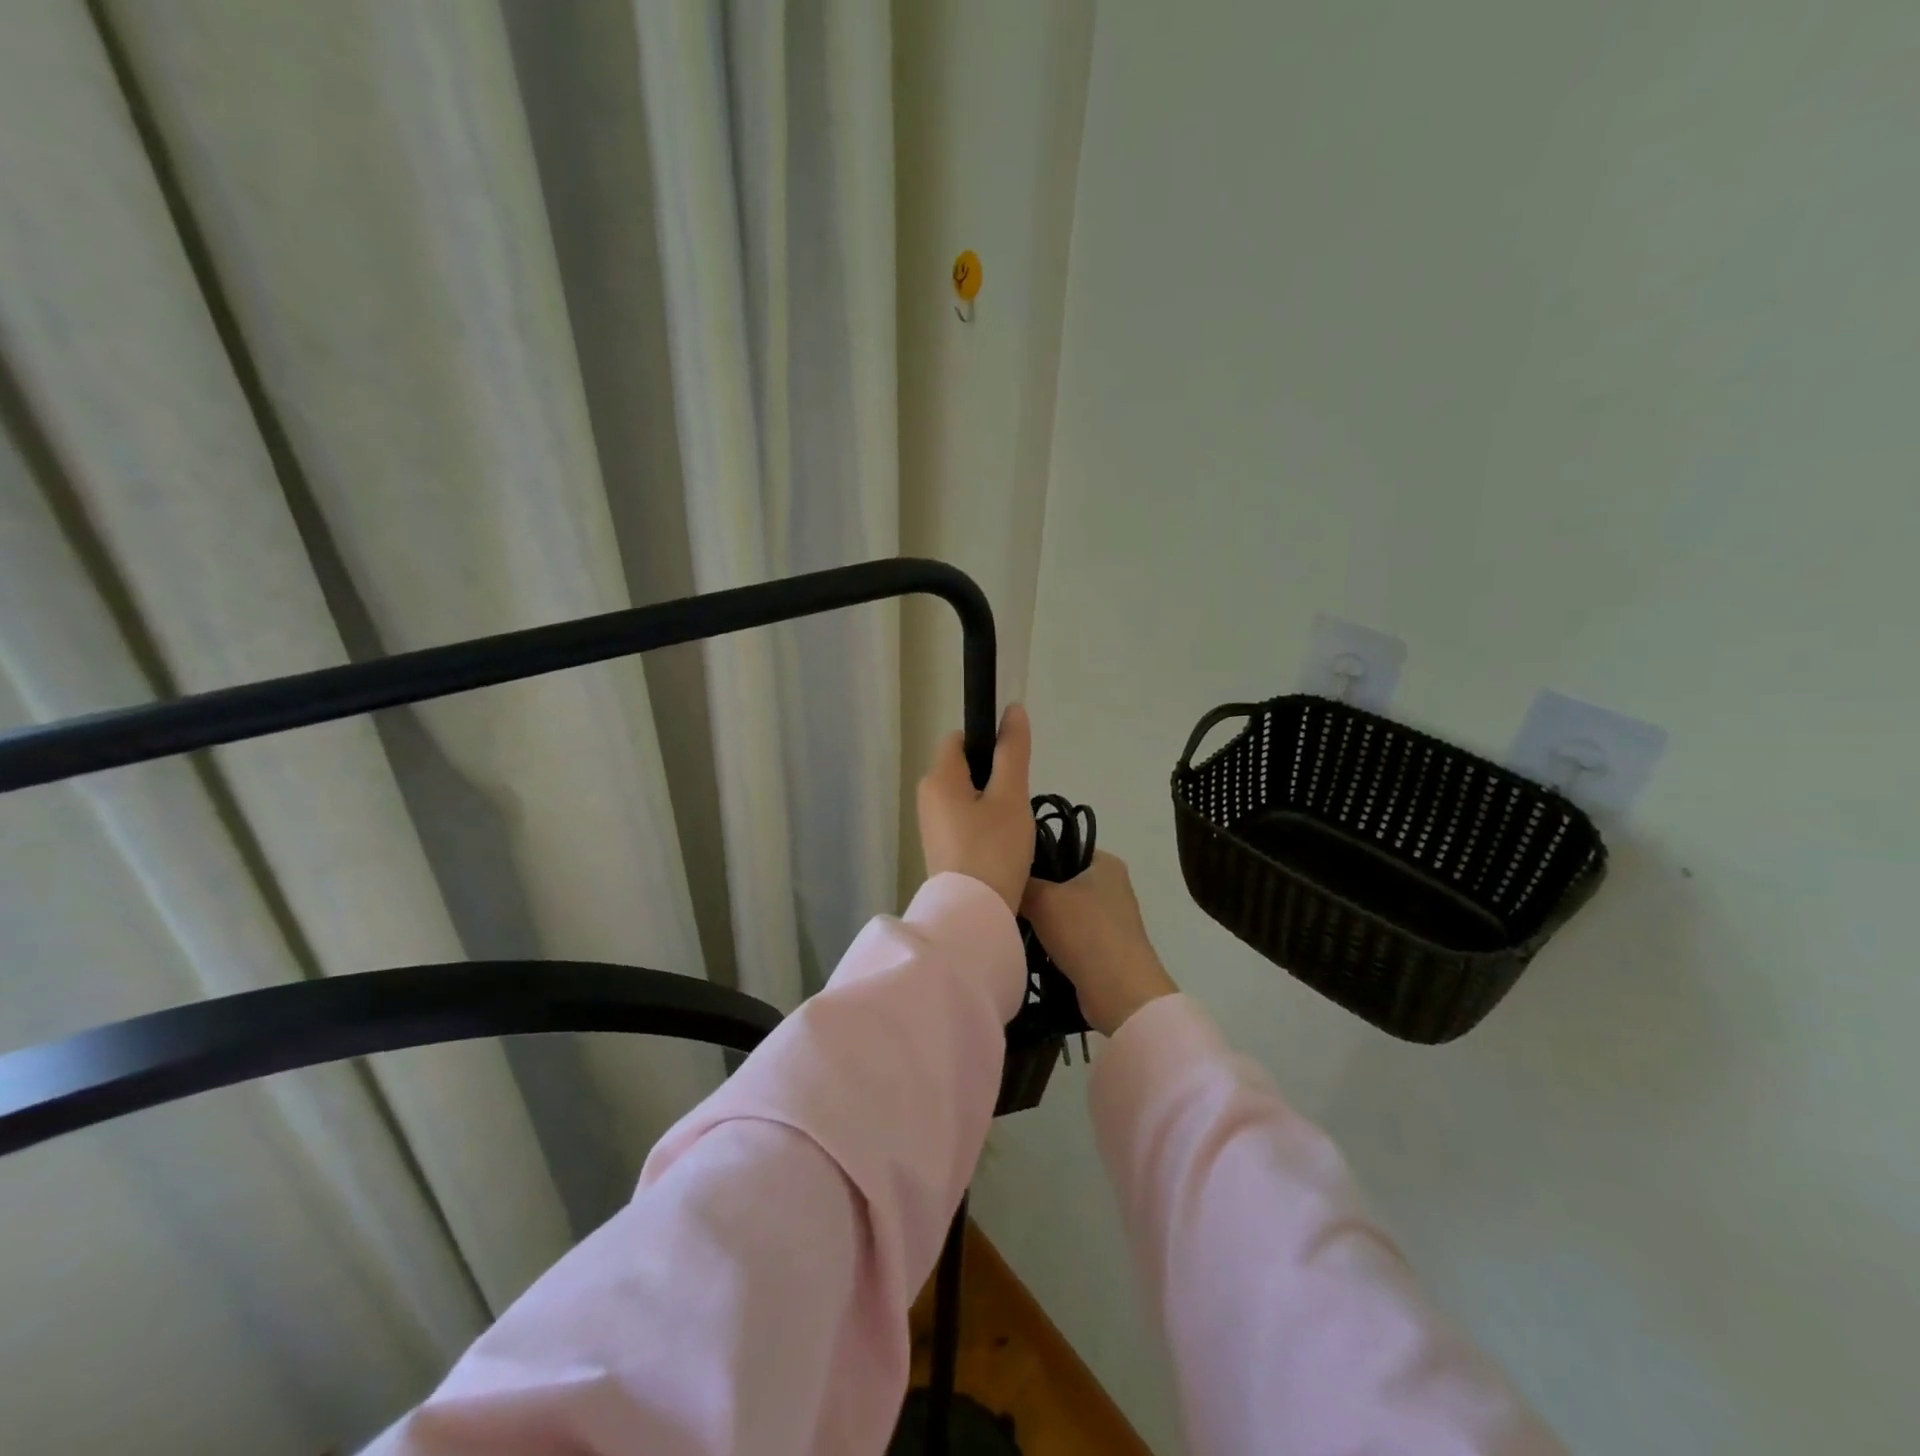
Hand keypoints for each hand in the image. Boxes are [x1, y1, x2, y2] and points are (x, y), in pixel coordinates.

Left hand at [917, 704, 1035, 915]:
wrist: (973, 915)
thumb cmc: (993, 849)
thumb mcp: (1011, 796)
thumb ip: (1012, 751)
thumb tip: (1013, 709)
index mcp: (939, 777)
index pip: (959, 738)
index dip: (987, 743)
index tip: (1013, 766)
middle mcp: (927, 796)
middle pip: (963, 768)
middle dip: (993, 778)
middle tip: (1017, 802)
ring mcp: (930, 825)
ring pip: (966, 797)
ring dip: (990, 804)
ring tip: (1012, 828)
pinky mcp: (939, 848)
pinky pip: (963, 821)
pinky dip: (982, 826)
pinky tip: (1000, 846)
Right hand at [1021, 852, 1177, 1036]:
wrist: (1120, 993)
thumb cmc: (1085, 932)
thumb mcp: (1043, 898)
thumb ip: (1022, 882)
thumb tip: (1006, 877)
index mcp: (1105, 863)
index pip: (1062, 847)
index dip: (1034, 855)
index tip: (1007, 867)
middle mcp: (1111, 886)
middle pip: (1061, 880)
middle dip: (1034, 889)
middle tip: (1004, 895)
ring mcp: (1109, 919)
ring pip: (1062, 910)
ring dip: (1040, 918)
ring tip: (1010, 921)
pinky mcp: (1103, 947)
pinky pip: (1069, 935)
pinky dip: (1050, 940)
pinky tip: (1027, 945)